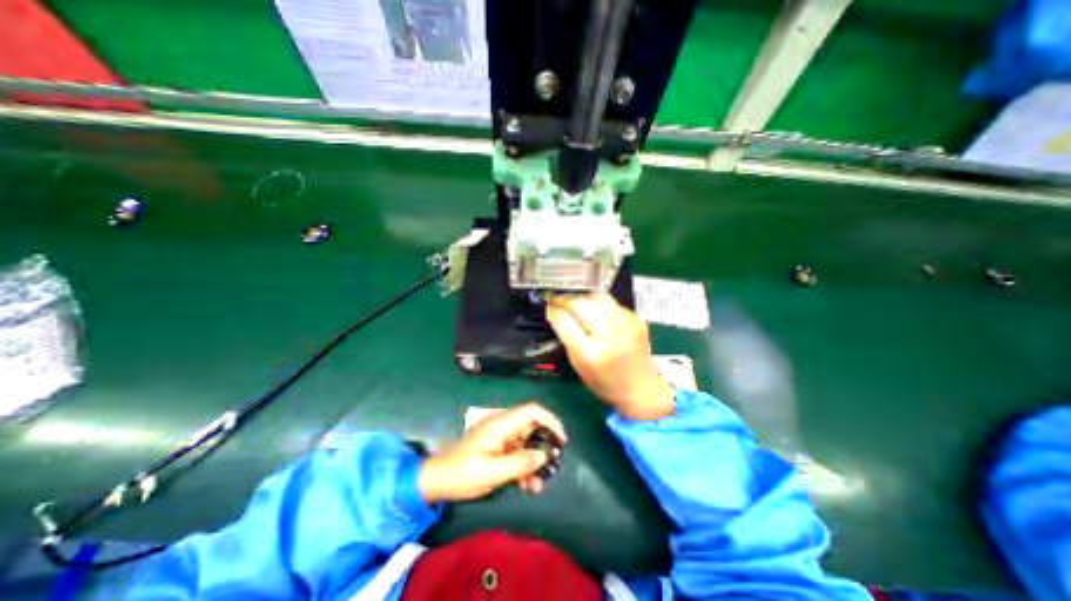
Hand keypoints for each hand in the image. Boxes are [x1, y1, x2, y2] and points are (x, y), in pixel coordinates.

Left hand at [417, 402, 567, 504]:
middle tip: (554, 464)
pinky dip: (524, 466)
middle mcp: (504, 426)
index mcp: (502, 424)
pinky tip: (527, 486)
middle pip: (532, 427)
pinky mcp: (498, 448)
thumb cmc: (463, 473)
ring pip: (527, 442)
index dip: (550, 421)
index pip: (532, 411)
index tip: (561, 440)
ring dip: (534, 461)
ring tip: (539, 484)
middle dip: (544, 445)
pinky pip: (517, 452)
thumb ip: (520, 462)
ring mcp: (501, 437)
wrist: (437, 480)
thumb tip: (544, 455)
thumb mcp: (492, 472)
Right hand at [548, 293, 672, 419]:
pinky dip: (599, 304)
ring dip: (582, 297)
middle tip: (557, 299)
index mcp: (589, 353)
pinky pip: (612, 303)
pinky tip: (596, 311)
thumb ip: (567, 338)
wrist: (641, 388)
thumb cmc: (604, 382)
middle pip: (580, 304)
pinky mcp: (636, 319)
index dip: (553, 310)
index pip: (564, 320)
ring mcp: (625, 325)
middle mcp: (608, 335)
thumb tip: (557, 313)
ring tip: (575, 300)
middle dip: (564, 299)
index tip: (549, 306)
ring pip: (597, 297)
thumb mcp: (578, 365)